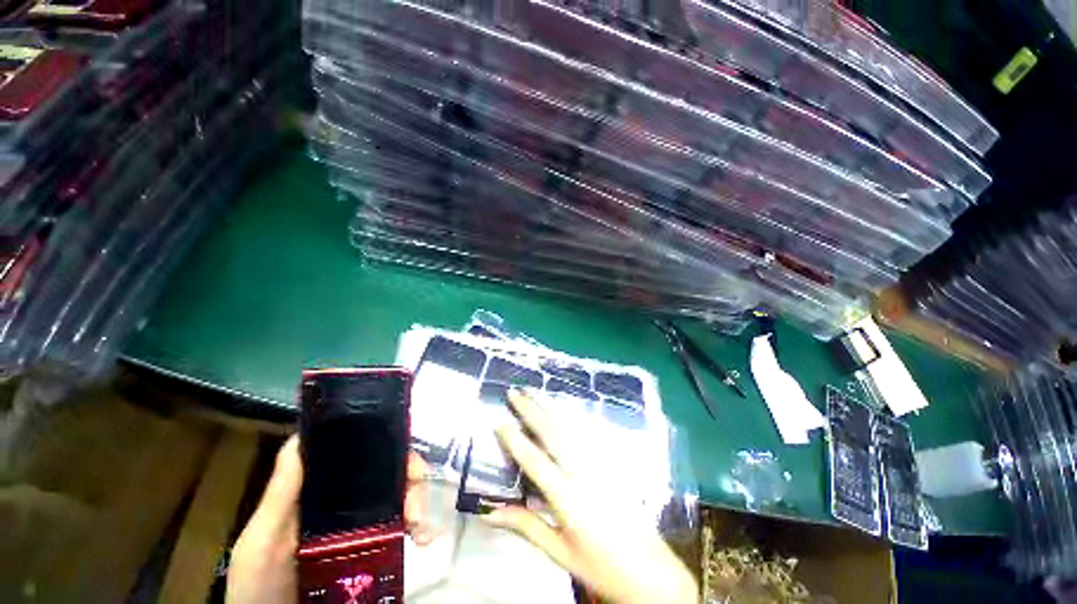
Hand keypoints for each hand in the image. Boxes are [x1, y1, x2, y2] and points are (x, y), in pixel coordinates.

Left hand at [226, 435, 432, 603]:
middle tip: (418, 506)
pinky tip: (423, 537)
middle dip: (413, 477)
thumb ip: (280, 494)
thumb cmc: (260, 585)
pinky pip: (404, 523)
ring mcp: (362, 521)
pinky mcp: (374, 545)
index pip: (361, 449)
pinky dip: (421, 523)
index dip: (389, 444)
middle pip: (390, 469)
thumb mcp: (262, 540)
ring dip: (421, 501)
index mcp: (321, 487)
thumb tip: (305, 435)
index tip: (407, 460)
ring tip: (423, 529)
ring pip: (403, 493)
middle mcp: (346, 497)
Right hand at [484, 390, 698, 603]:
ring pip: (571, 426)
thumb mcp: (559, 553)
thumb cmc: (600, 567)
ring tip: (535, 391)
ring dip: (551, 406)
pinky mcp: (611, 461)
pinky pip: (589, 431)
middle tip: (515, 392)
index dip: (515, 440)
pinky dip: (573, 415)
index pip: (535, 462)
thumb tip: (487, 513)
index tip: (499, 422)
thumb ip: (525, 526)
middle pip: (553, 433)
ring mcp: (600, 463)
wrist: (651, 572)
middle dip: (532, 410)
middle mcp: (584, 472)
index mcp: (568, 498)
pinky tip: (565, 407)